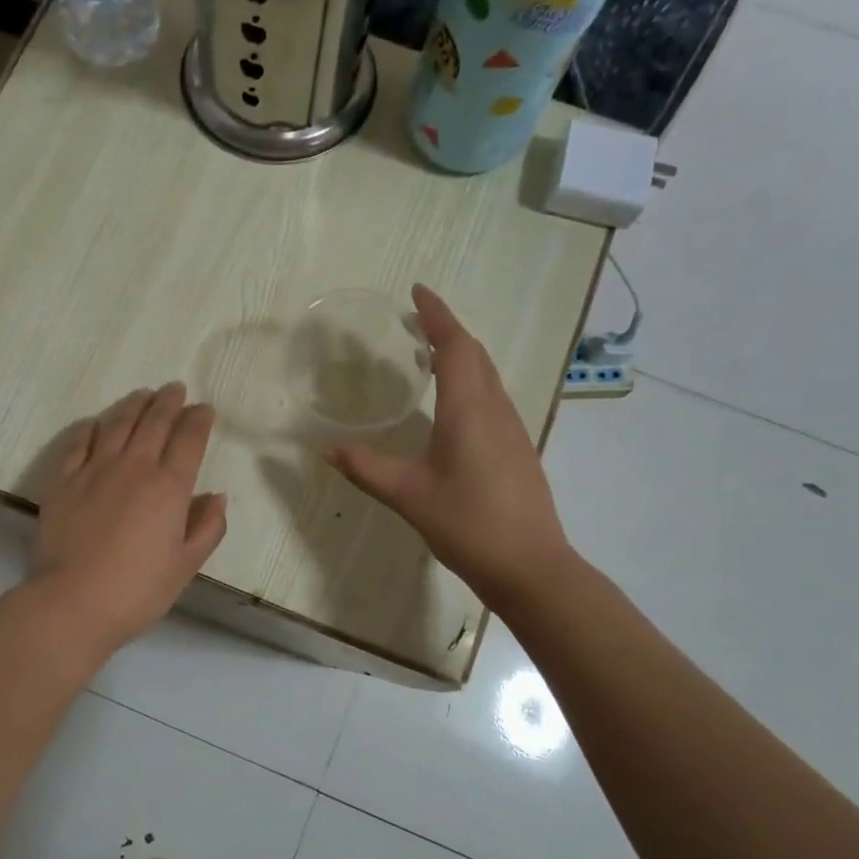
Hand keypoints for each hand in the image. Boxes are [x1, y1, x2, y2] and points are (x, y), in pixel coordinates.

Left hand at [30, 383, 227, 651]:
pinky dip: (91, 428)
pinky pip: (78, 442)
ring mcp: (94, 469)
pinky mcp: (63, 480)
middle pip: (154, 422)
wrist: (72, 602)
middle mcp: (134, 467)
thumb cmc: (138, 589)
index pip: (189, 439)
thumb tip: (216, 497)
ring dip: (133, 405)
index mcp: (169, 487)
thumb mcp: (186, 565)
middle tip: (175, 388)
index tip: (204, 408)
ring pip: (117, 423)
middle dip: (168, 401)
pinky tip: (96, 423)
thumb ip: (208, 527)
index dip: (198, 419)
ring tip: (143, 395)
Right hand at [327, 285, 570, 602]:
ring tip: (430, 355)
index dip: (436, 315)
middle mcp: (495, 409)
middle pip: (475, 354)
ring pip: (488, 375)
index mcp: (468, 410)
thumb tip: (328, 449)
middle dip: (447, 330)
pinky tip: (454, 404)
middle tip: (416, 321)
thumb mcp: (408, 496)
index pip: (454, 346)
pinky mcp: (518, 449)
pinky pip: (493, 397)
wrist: (530, 567)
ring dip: (462, 355)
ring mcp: (512, 429)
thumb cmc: (468, 524)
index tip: (417, 291)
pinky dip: (471, 381)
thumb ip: (366, 469)